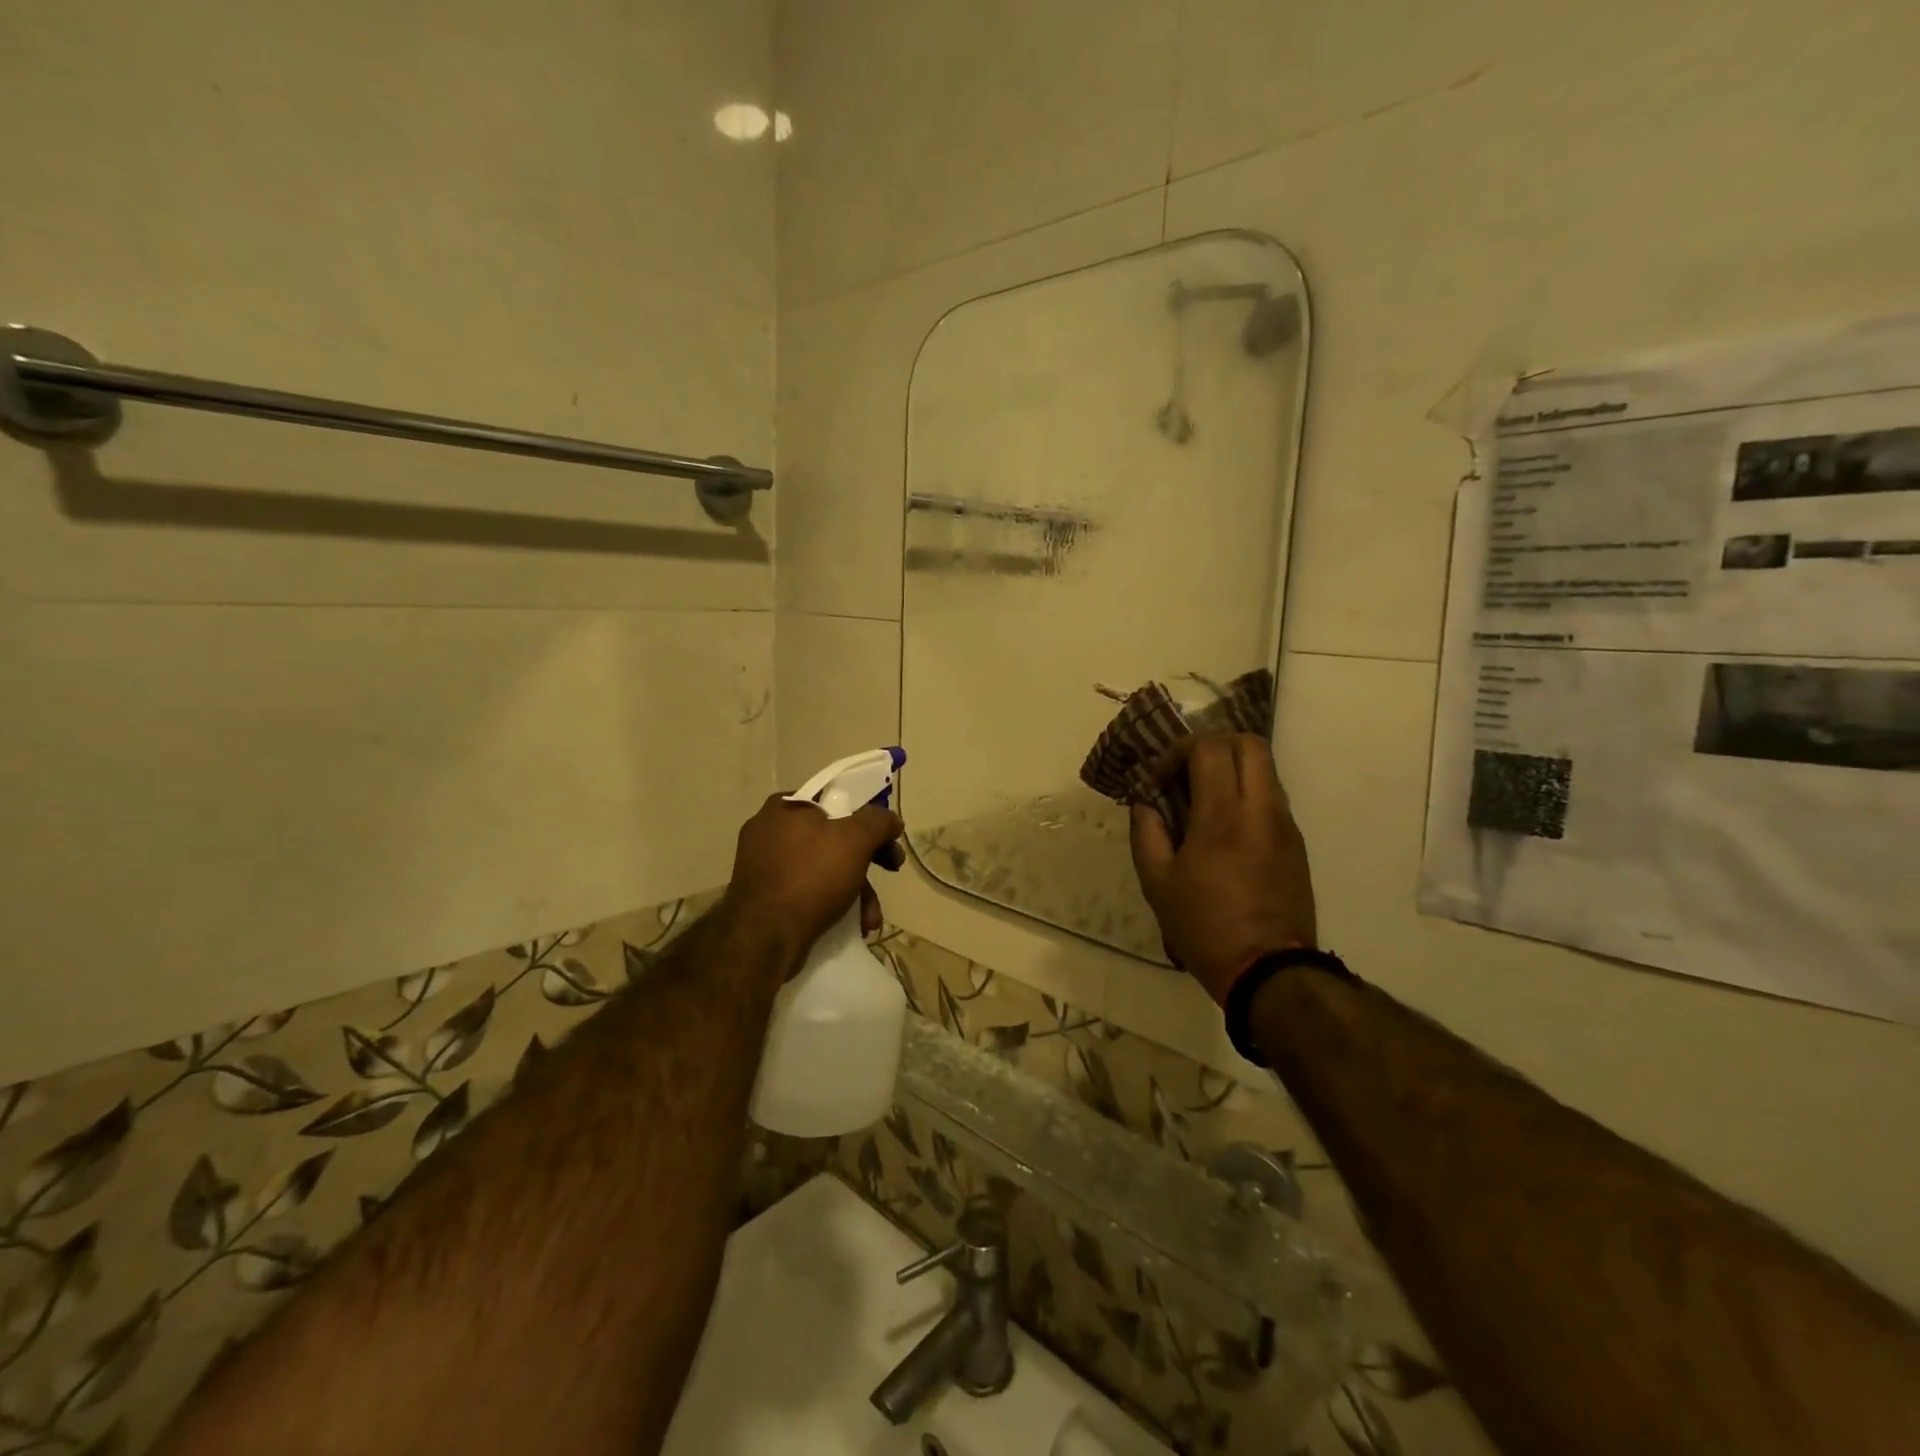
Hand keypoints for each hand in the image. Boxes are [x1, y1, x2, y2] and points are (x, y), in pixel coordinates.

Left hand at [723, 793, 905, 961]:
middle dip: (866, 862)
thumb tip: (892, 820)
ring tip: (870, 918)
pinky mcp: (764, 896)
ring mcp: (763, 865)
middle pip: (833, 838)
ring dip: (855, 890)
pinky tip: (851, 925)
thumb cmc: (811, 876)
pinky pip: (806, 891)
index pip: (835, 801)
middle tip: (890, 872)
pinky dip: (831, 903)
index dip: (867, 820)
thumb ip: (878, 822)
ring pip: (822, 868)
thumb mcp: (855, 840)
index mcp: (785, 806)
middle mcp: (769, 831)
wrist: (764, 938)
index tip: (886, 842)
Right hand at [1128, 734, 1316, 1005]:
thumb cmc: (1204, 926)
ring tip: (1205, 800)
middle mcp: (1260, 809)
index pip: (1209, 748)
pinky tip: (1226, 826)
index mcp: (1222, 816)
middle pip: (1249, 743)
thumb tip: (1144, 802)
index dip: (1179, 751)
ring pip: (1265, 768)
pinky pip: (1272, 797)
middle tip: (1188, 773)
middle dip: (1213, 746)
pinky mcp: (1297, 842)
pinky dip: (1247, 793)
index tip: (1160, 779)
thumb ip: (1146, 832)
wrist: (1268, 970)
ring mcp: (1285, 824)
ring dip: (1232, 769)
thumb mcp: (1157, 883)